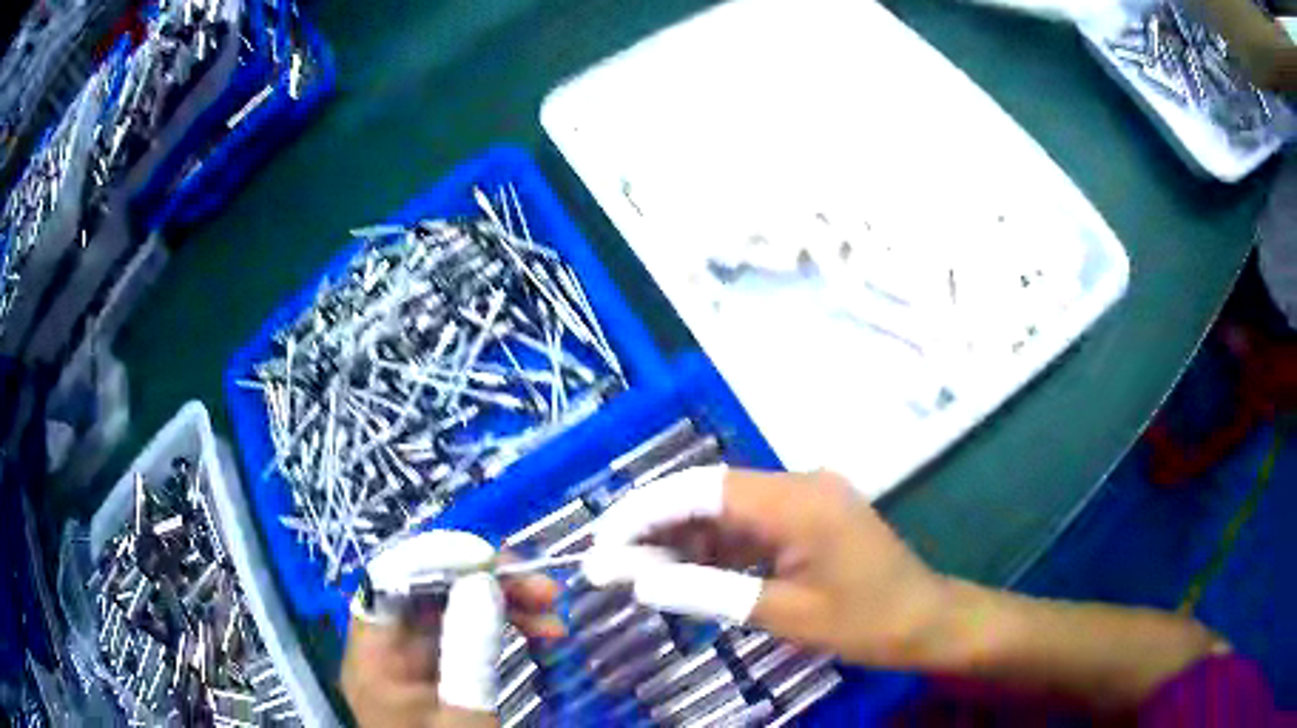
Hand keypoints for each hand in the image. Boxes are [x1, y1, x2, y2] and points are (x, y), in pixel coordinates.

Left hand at [340, 536, 564, 727]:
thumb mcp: (463, 719)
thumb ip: (468, 654)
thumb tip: (483, 584)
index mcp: (372, 660)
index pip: (387, 585)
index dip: (434, 561)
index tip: (492, 560)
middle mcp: (386, 650)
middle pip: (424, 592)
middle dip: (485, 582)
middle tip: (542, 589)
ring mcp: (412, 661)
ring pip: (451, 609)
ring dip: (502, 602)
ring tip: (553, 613)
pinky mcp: (438, 671)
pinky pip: (467, 634)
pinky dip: (503, 627)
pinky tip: (539, 633)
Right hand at [583, 466, 948, 666]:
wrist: (926, 619)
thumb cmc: (866, 621)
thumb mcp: (785, 614)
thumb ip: (708, 592)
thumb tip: (638, 584)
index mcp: (797, 500)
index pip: (703, 490)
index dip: (644, 511)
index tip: (602, 541)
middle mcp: (797, 484)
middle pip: (709, 494)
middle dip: (654, 526)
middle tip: (608, 563)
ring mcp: (804, 499)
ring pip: (724, 510)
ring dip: (680, 539)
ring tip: (635, 573)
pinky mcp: (806, 518)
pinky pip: (747, 525)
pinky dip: (712, 548)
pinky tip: (682, 571)